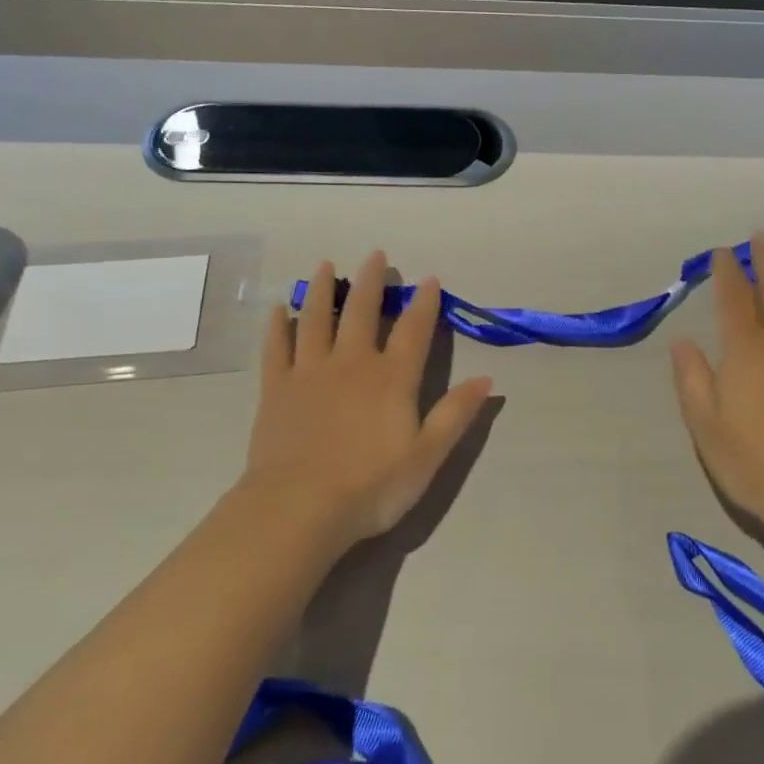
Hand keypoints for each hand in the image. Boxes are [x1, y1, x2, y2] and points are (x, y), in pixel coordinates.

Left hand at [243, 251, 492, 545]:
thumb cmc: (371, 487)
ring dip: (323, 291)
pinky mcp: (276, 389)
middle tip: (375, 254)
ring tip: (326, 266)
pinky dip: (277, 326)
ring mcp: (310, 373)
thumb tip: (487, 379)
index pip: (414, 330)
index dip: (424, 303)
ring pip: (317, 320)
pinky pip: (276, 348)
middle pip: (363, 312)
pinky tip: (278, 309)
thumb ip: (455, 414)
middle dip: (372, 282)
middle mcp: (352, 363)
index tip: (429, 278)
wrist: (298, 509)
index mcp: (391, 378)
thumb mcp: (427, 456)